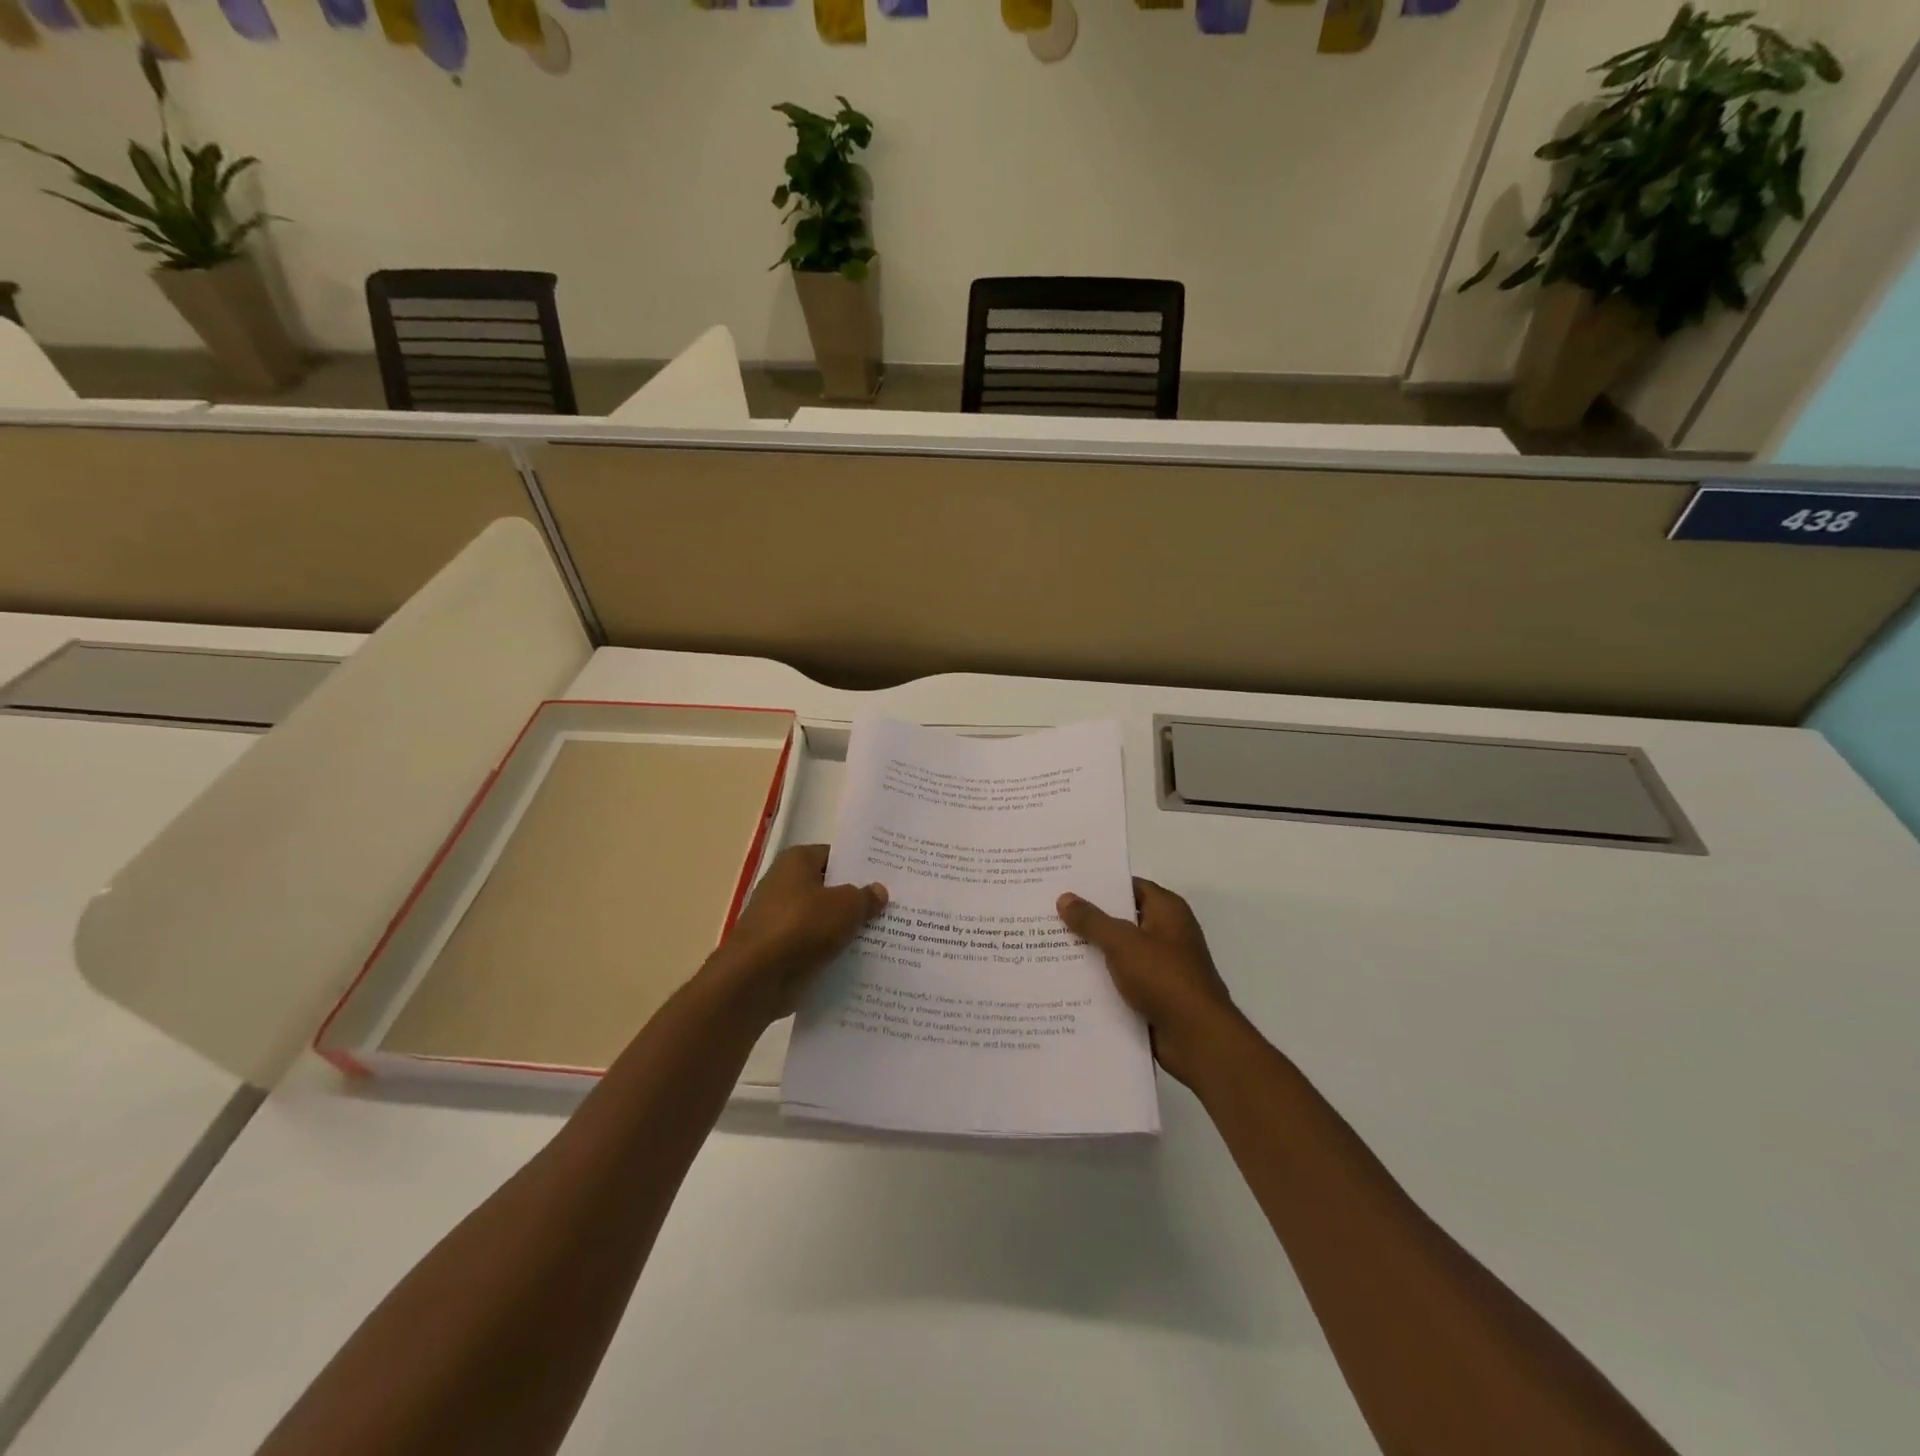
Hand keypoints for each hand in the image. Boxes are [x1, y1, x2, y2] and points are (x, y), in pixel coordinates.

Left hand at [706, 845, 886, 1022]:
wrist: (757, 979)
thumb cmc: (802, 926)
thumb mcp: (846, 906)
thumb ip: (865, 897)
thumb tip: (879, 890)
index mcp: (796, 861)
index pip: (834, 856)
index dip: (860, 865)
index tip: (887, 876)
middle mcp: (784, 885)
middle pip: (829, 889)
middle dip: (856, 899)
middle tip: (892, 906)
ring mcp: (780, 920)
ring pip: (823, 920)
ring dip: (846, 929)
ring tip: (885, 934)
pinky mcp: (780, 951)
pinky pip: (814, 947)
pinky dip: (832, 953)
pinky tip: (861, 960)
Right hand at [1057, 879, 1243, 1087]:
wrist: (1197, 1038)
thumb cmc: (1164, 978)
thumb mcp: (1123, 943)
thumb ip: (1092, 920)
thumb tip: (1065, 897)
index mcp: (1167, 910)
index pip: (1129, 886)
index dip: (1099, 884)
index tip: (1065, 883)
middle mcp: (1166, 933)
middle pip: (1121, 918)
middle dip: (1088, 918)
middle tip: (1048, 912)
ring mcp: (1161, 966)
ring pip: (1118, 951)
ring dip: (1091, 951)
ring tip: (1048, 944)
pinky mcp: (1154, 994)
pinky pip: (1121, 979)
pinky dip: (1100, 980)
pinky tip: (1067, 980)